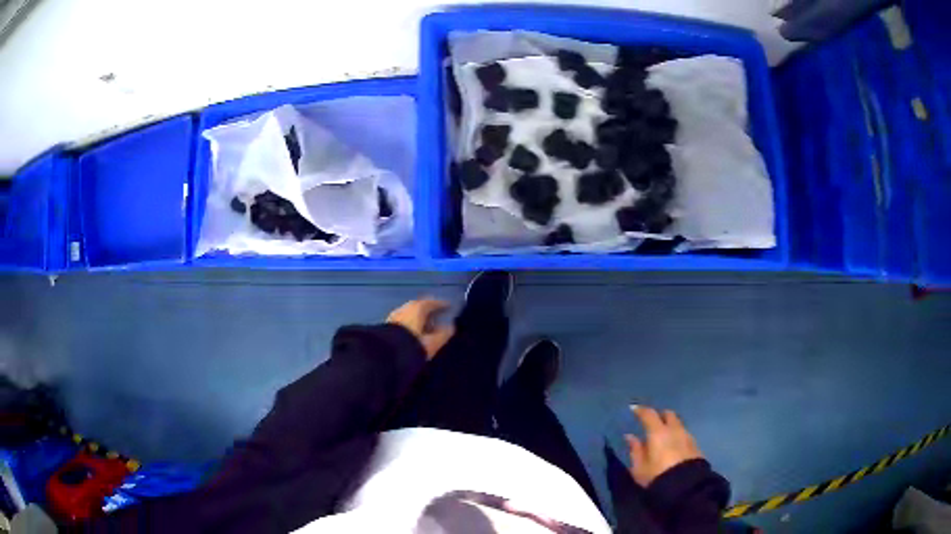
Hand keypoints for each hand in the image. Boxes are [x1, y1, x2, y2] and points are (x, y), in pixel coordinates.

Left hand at [387, 298, 454, 358]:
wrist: (387, 355)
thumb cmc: (413, 344)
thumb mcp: (432, 342)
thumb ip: (443, 333)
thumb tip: (451, 327)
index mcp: (417, 308)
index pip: (431, 302)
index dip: (441, 304)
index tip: (448, 306)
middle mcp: (405, 308)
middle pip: (419, 306)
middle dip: (428, 310)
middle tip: (437, 315)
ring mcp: (394, 316)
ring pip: (409, 313)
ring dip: (418, 317)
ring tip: (426, 325)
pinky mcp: (387, 326)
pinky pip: (402, 320)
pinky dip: (410, 322)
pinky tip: (413, 331)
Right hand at [626, 405, 702, 486]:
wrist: (685, 486)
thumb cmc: (657, 476)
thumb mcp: (639, 467)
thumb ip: (635, 450)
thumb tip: (630, 437)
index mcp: (658, 432)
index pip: (649, 414)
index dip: (641, 410)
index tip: (634, 409)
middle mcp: (674, 429)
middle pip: (668, 414)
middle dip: (660, 415)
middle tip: (652, 422)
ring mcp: (687, 436)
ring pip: (678, 424)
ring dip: (670, 426)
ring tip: (663, 436)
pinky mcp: (695, 445)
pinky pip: (684, 434)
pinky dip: (677, 435)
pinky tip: (673, 445)